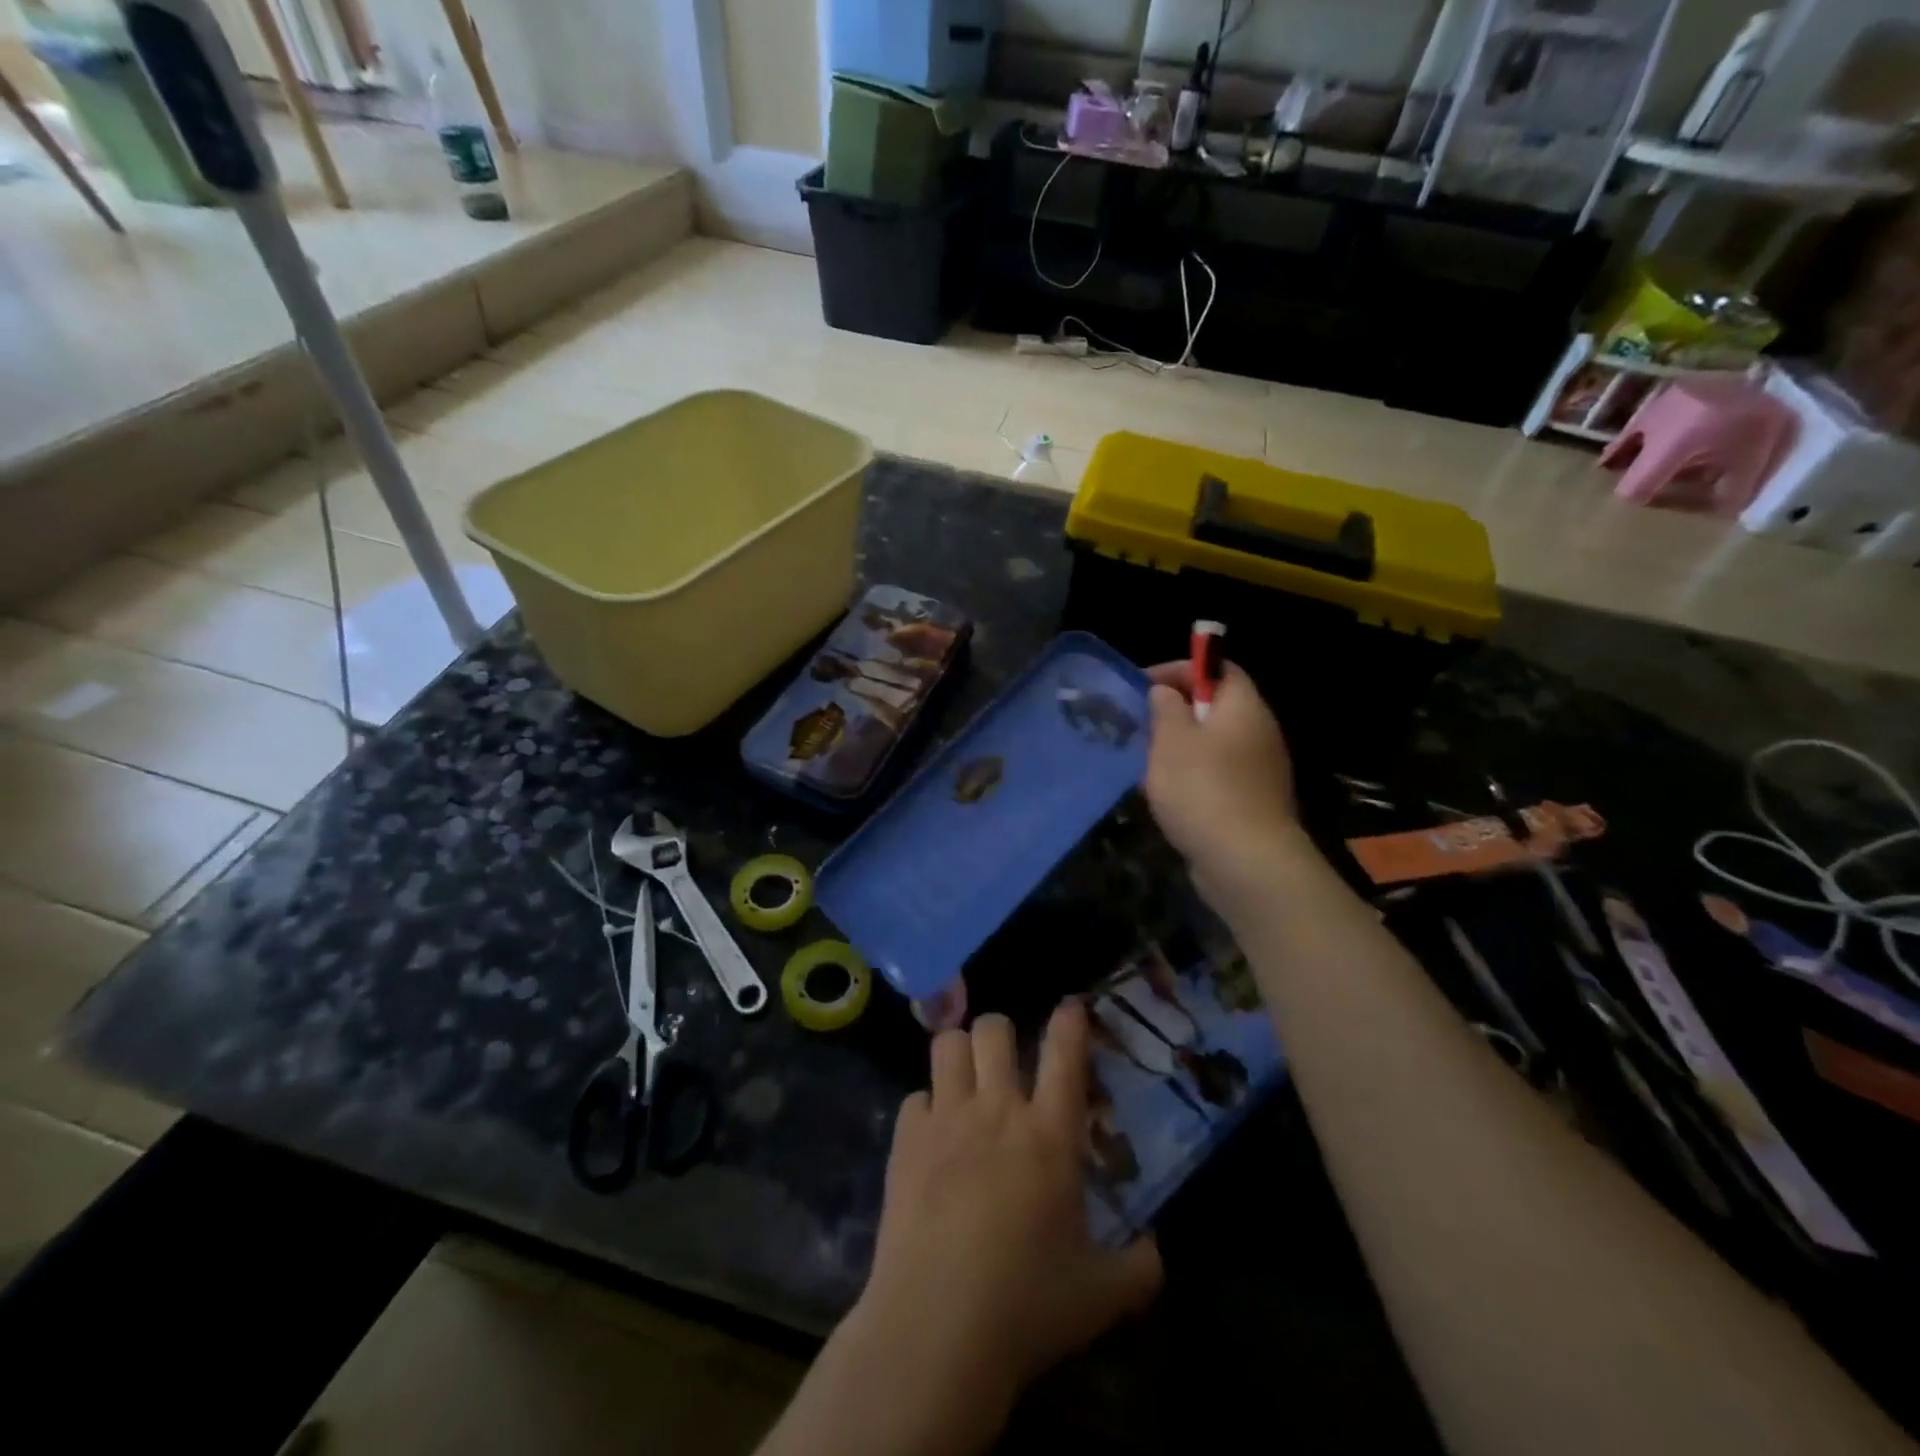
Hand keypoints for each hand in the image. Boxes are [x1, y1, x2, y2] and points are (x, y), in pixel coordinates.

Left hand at [845, 1005, 1161, 1425]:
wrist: (935, 1328)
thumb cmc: (1026, 1307)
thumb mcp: (1102, 1296)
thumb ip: (1140, 1268)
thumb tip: (1156, 1252)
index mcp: (1050, 1135)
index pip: (1064, 1053)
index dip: (1070, 1021)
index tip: (1071, 1007)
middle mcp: (997, 1110)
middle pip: (994, 1028)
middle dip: (1003, 1034)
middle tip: (1007, 1063)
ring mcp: (946, 1119)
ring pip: (948, 1044)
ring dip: (960, 1054)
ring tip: (967, 1082)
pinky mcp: (905, 1140)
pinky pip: (914, 1096)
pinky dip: (927, 1108)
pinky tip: (932, 1138)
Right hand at [1143, 661, 1302, 906]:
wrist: (1245, 861)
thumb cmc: (1203, 788)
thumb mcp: (1172, 740)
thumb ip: (1166, 708)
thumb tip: (1166, 691)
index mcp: (1243, 707)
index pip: (1218, 668)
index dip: (1181, 669)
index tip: (1144, 684)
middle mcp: (1258, 732)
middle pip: (1215, 707)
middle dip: (1175, 712)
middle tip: (1141, 725)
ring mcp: (1259, 770)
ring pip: (1213, 744)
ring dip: (1179, 749)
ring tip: (1145, 763)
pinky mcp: (1251, 802)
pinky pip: (1217, 776)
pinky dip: (1191, 778)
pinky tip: (1166, 796)